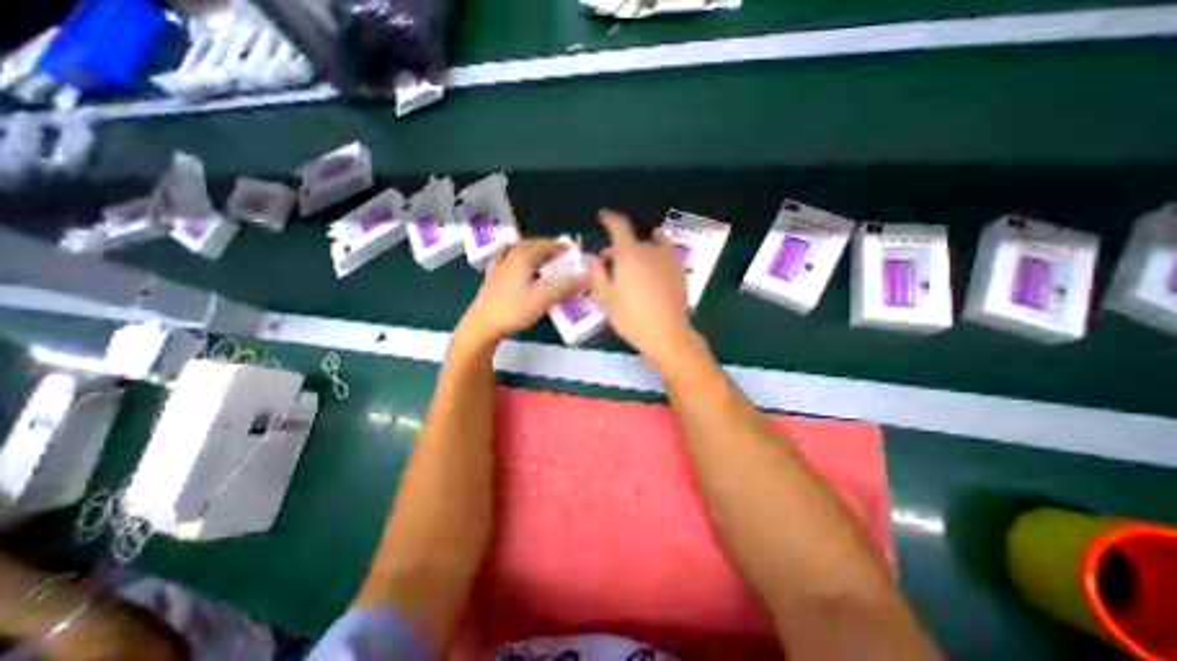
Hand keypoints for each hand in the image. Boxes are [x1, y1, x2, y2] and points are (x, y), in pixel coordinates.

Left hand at [456, 238, 589, 347]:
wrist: (482, 324)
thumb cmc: (514, 309)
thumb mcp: (544, 298)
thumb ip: (566, 286)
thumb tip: (588, 276)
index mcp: (522, 258)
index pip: (543, 245)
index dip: (558, 246)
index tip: (570, 249)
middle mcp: (509, 258)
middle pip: (528, 245)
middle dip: (544, 246)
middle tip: (557, 254)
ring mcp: (498, 268)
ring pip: (514, 251)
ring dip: (528, 250)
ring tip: (538, 257)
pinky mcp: (491, 279)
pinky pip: (502, 260)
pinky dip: (510, 257)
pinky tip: (510, 262)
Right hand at [586, 208, 695, 369]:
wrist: (667, 334)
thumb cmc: (631, 317)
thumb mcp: (606, 298)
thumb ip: (597, 274)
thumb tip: (594, 258)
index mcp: (629, 254)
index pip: (619, 226)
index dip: (609, 218)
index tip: (603, 216)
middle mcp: (650, 250)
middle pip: (632, 239)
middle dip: (618, 247)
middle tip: (608, 263)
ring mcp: (668, 259)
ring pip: (650, 245)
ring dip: (638, 249)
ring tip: (632, 264)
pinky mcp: (679, 270)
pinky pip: (665, 253)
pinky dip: (656, 253)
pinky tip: (653, 266)